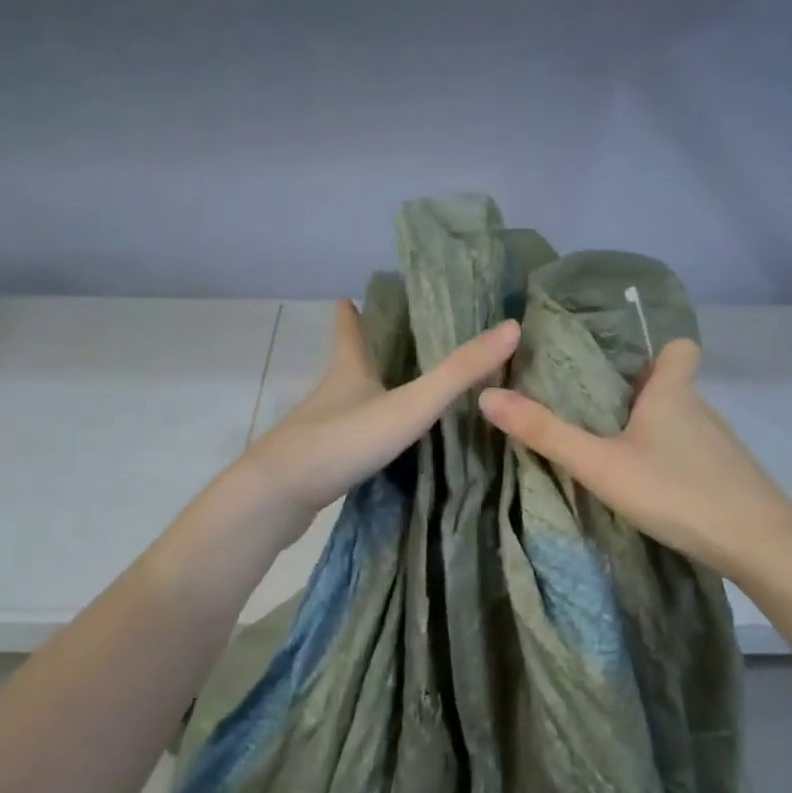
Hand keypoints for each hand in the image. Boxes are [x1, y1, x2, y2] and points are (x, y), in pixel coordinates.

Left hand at [238, 299, 519, 538]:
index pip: (349, 332)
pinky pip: (343, 441)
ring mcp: (318, 430)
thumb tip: (511, 328)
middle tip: (383, 343)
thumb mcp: (410, 405)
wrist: (279, 495)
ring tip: (388, 393)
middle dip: (361, 353)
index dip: (349, 314)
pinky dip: (360, 435)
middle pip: (345, 366)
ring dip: (363, 395)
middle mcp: (330, 395)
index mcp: (349, 371)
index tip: (346, 297)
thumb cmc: (344, 440)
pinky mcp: (316, 464)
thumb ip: (458, 373)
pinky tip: (375, 449)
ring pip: (344, 404)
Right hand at [478, 338, 790, 578]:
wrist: (757, 543)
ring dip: (653, 432)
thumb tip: (487, 396)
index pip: (680, 348)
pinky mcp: (730, 477)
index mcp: (672, 393)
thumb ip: (546, 433)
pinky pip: (694, 455)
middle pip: (672, 387)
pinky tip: (653, 490)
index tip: (624, 369)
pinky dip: (672, 462)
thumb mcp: (599, 464)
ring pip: (682, 424)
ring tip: (617, 456)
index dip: (656, 352)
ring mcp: (720, 445)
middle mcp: (700, 410)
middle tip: (597, 418)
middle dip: (639, 397)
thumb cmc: (675, 490)